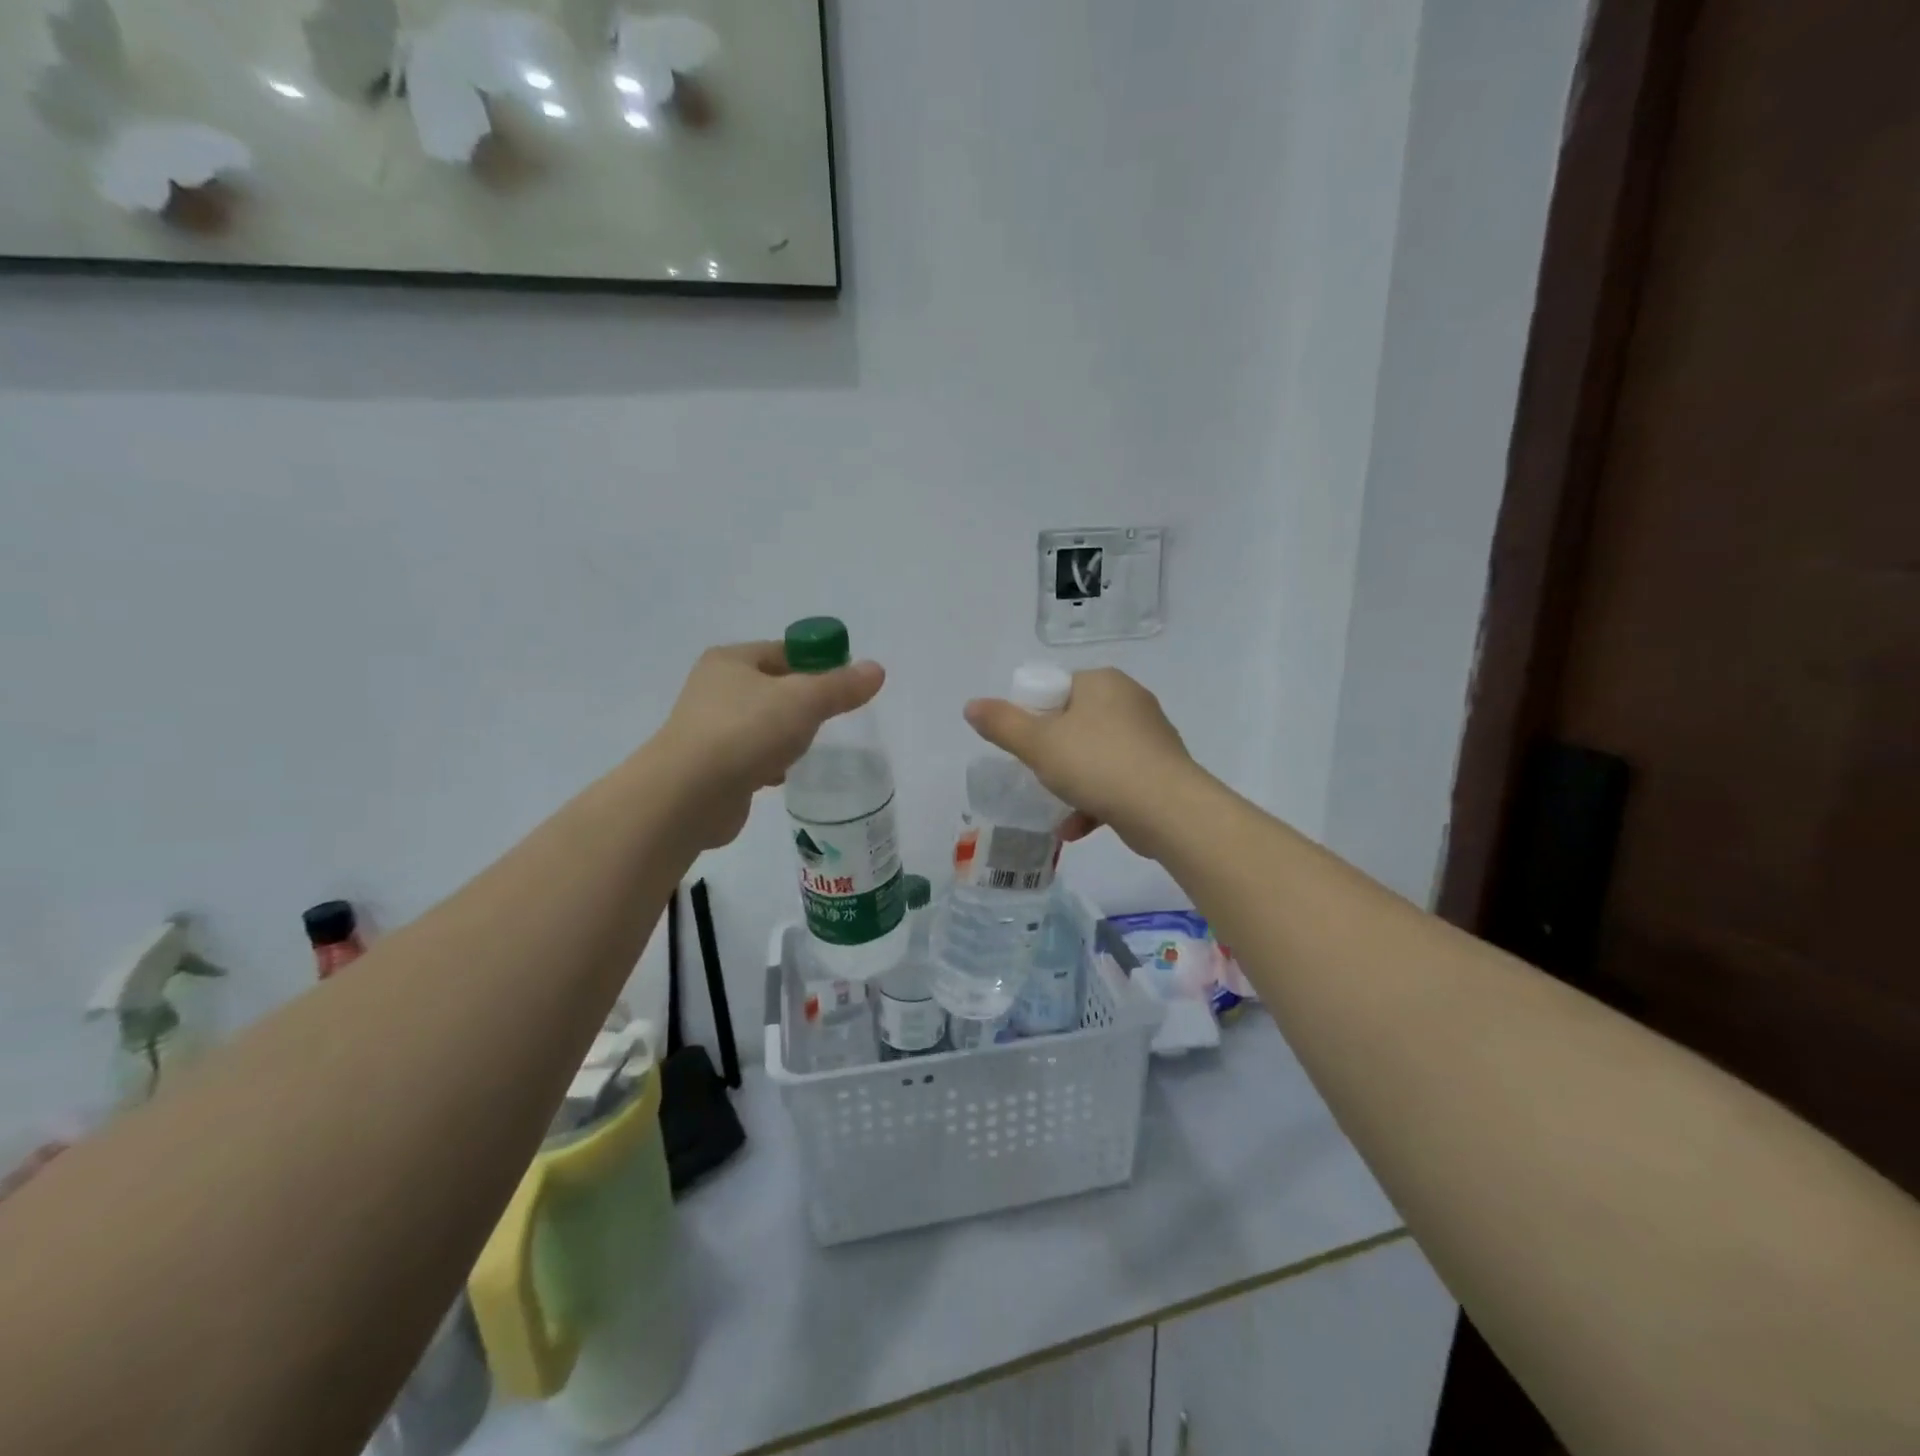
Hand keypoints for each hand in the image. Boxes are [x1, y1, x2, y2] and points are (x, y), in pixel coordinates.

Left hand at [652, 642, 884, 848]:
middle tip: (833, 717)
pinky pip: (752, 756)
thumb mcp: (805, 700)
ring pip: (763, 724)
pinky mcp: (711, 766)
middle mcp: (715, 688)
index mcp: (731, 660)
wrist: (689, 795)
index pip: (785, 651)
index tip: (847, 684)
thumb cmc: (746, 732)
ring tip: (809, 748)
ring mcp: (709, 728)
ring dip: (787, 736)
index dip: (819, 662)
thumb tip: (876, 669)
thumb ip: (842, 686)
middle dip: (804, 703)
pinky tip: (782, 776)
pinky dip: (769, 764)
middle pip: (775, 688)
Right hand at [963, 667, 1199, 854]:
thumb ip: (1003, 724)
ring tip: (1054, 807)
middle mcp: (1130, 701)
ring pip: (1096, 755)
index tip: (1024, 746)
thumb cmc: (1097, 764)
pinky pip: (1117, 779)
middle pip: (1075, 723)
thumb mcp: (1038, 743)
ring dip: (1072, 783)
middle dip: (1053, 753)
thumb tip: (971, 706)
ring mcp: (1150, 737)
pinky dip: (1095, 800)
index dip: (1034, 716)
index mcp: (1103, 682)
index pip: (1057, 689)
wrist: (1167, 810)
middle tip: (1037, 774)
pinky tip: (1075, 829)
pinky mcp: (1160, 770)